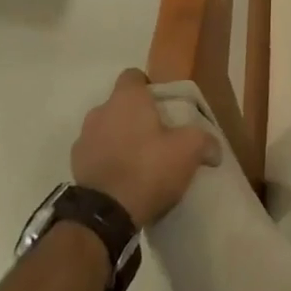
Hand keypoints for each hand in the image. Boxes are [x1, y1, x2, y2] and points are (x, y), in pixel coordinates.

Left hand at [71, 69, 217, 226]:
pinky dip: (106, 160)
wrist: (106, 214)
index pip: (133, 76)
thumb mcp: (188, 150)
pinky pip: (95, 154)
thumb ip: (204, 141)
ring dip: (118, 138)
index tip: (162, 104)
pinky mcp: (75, 166)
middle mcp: (100, 111)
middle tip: (155, 134)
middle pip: (119, 104)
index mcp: (126, 99)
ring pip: (105, 129)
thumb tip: (214, 148)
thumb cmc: (149, 167)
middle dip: (134, 115)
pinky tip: (122, 178)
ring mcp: (84, 139)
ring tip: (137, 159)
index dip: (147, 86)